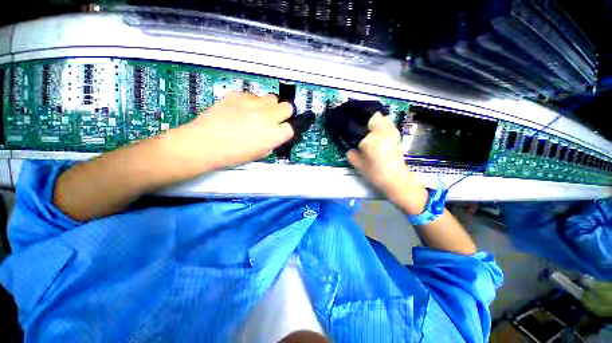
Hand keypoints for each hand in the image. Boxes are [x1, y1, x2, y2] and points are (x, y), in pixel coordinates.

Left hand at [163, 92, 293, 171]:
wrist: (204, 143)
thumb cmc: (231, 154)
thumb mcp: (259, 154)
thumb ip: (273, 142)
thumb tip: (277, 134)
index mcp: (272, 135)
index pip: (291, 127)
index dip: (287, 129)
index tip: (283, 130)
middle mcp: (266, 116)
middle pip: (287, 107)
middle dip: (283, 113)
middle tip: (274, 119)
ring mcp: (252, 103)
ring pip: (271, 98)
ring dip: (269, 106)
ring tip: (258, 114)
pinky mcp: (238, 95)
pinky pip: (252, 95)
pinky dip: (251, 102)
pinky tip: (242, 111)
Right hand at [346, 113, 427, 213]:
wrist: (397, 181)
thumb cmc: (375, 174)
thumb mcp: (359, 166)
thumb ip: (351, 155)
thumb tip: (351, 149)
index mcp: (371, 140)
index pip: (361, 125)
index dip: (357, 122)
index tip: (353, 127)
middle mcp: (383, 133)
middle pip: (376, 117)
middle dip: (368, 120)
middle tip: (361, 129)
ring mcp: (392, 135)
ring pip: (385, 120)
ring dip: (377, 123)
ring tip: (370, 132)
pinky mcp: (398, 138)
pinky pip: (390, 127)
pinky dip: (384, 127)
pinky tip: (379, 137)